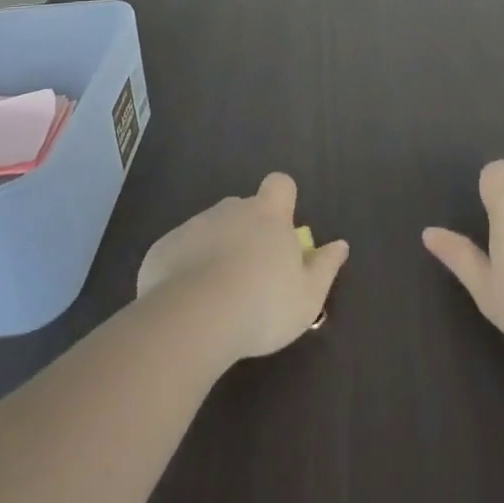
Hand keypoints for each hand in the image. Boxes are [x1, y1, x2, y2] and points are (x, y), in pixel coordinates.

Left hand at [137, 173, 349, 364]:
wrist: (193, 318)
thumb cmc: (262, 305)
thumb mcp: (308, 297)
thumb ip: (325, 267)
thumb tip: (340, 245)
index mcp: (268, 215)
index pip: (280, 184)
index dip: (283, 199)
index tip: (282, 227)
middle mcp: (231, 209)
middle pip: (243, 209)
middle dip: (247, 232)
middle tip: (251, 275)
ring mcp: (194, 226)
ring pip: (210, 231)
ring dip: (215, 252)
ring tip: (217, 297)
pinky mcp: (163, 248)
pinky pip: (179, 253)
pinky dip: (185, 270)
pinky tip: (187, 305)